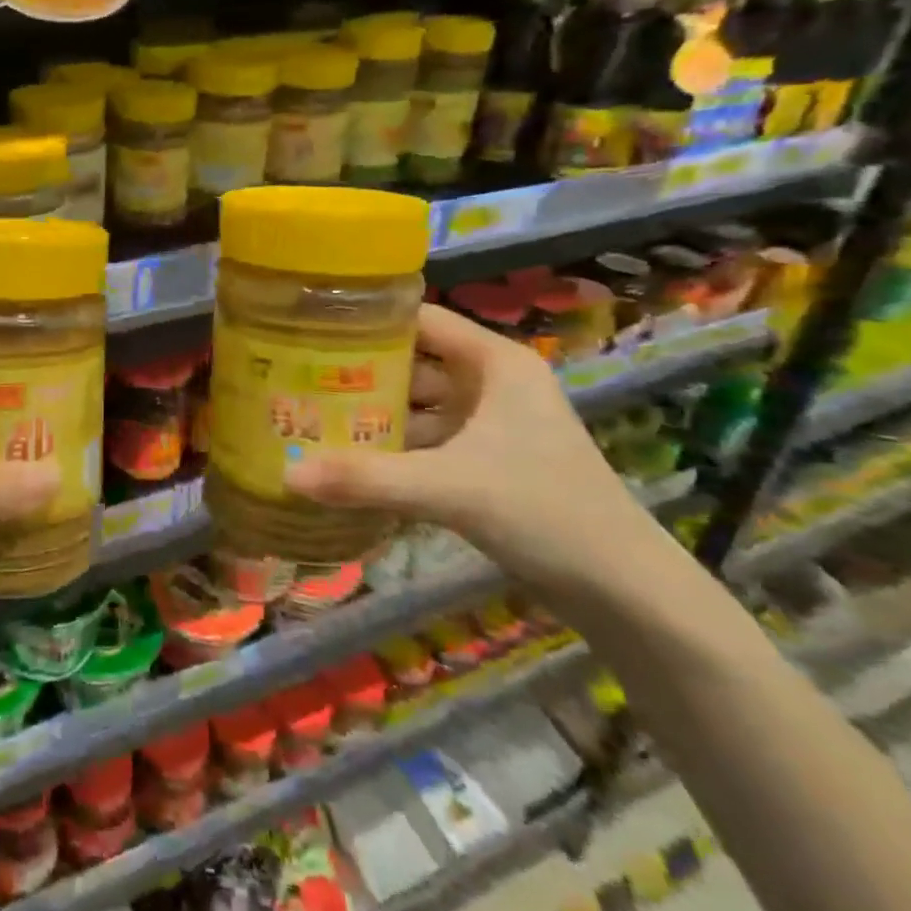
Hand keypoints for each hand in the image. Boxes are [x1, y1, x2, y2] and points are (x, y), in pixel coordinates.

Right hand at [287, 304, 666, 606]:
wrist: (624, 591)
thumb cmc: (544, 511)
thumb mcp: (449, 487)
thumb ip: (366, 478)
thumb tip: (286, 475)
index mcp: (495, 363)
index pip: (419, 319)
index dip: (367, 320)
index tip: (309, 330)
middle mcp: (492, 384)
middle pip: (412, 363)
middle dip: (358, 373)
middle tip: (295, 379)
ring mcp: (490, 425)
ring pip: (417, 406)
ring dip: (372, 415)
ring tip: (309, 417)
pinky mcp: (486, 463)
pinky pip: (426, 441)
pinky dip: (391, 448)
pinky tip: (348, 460)